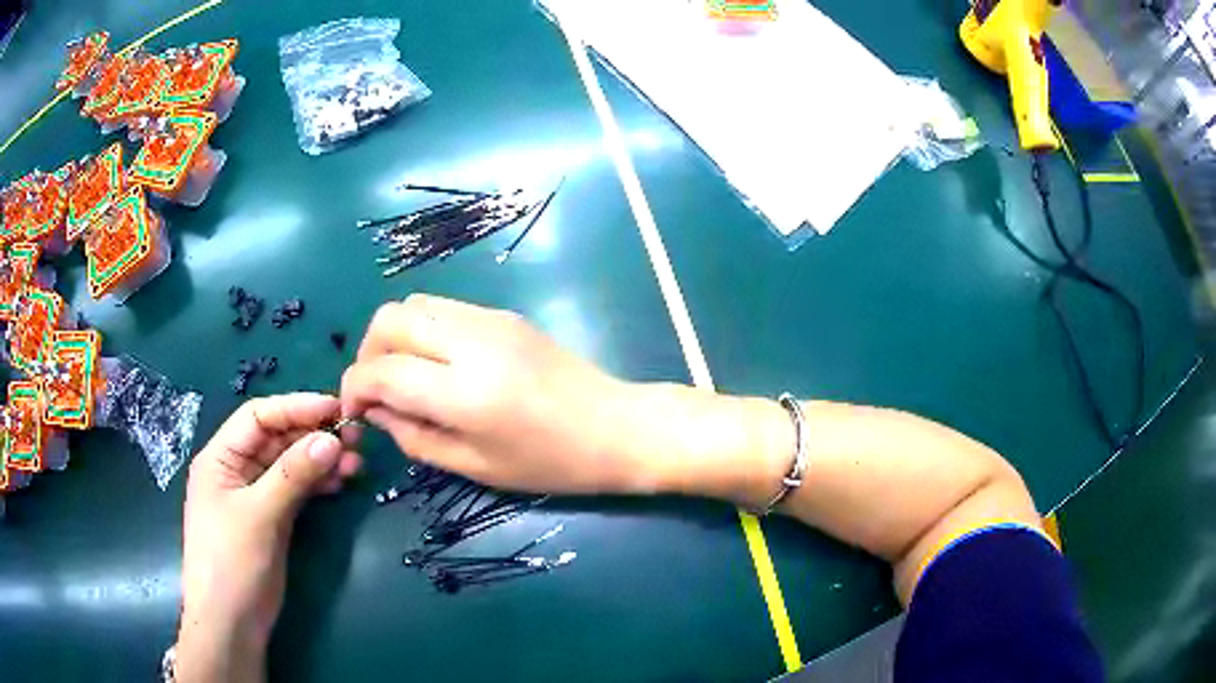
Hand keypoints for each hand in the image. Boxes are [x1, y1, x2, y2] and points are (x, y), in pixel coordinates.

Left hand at [177, 394, 359, 682]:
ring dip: (320, 460)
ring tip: (355, 463)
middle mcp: (237, 469)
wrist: (231, 622)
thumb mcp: (260, 515)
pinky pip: (296, 490)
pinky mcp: (271, 519)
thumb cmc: (232, 563)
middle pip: (276, 438)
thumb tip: (331, 440)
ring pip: (289, 464)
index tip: (336, 409)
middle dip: (313, 434)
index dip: (295, 408)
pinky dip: (317, 484)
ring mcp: (255, 496)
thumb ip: (292, 475)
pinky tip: (340, 482)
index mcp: (221, 457)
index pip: (258, 417)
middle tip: (354, 437)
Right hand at [340, 295, 648, 493]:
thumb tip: (376, 411)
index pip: (382, 370)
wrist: (615, 427)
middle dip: (368, 353)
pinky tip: (436, 364)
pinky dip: (422, 330)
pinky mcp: (504, 313)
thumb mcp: (475, 466)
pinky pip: (443, 308)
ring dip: (393, 337)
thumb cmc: (550, 462)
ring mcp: (490, 319)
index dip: (354, 388)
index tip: (354, 411)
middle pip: (389, 319)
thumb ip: (414, 436)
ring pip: (414, 304)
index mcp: (464, 392)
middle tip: (376, 391)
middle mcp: (471, 342)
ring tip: (402, 376)